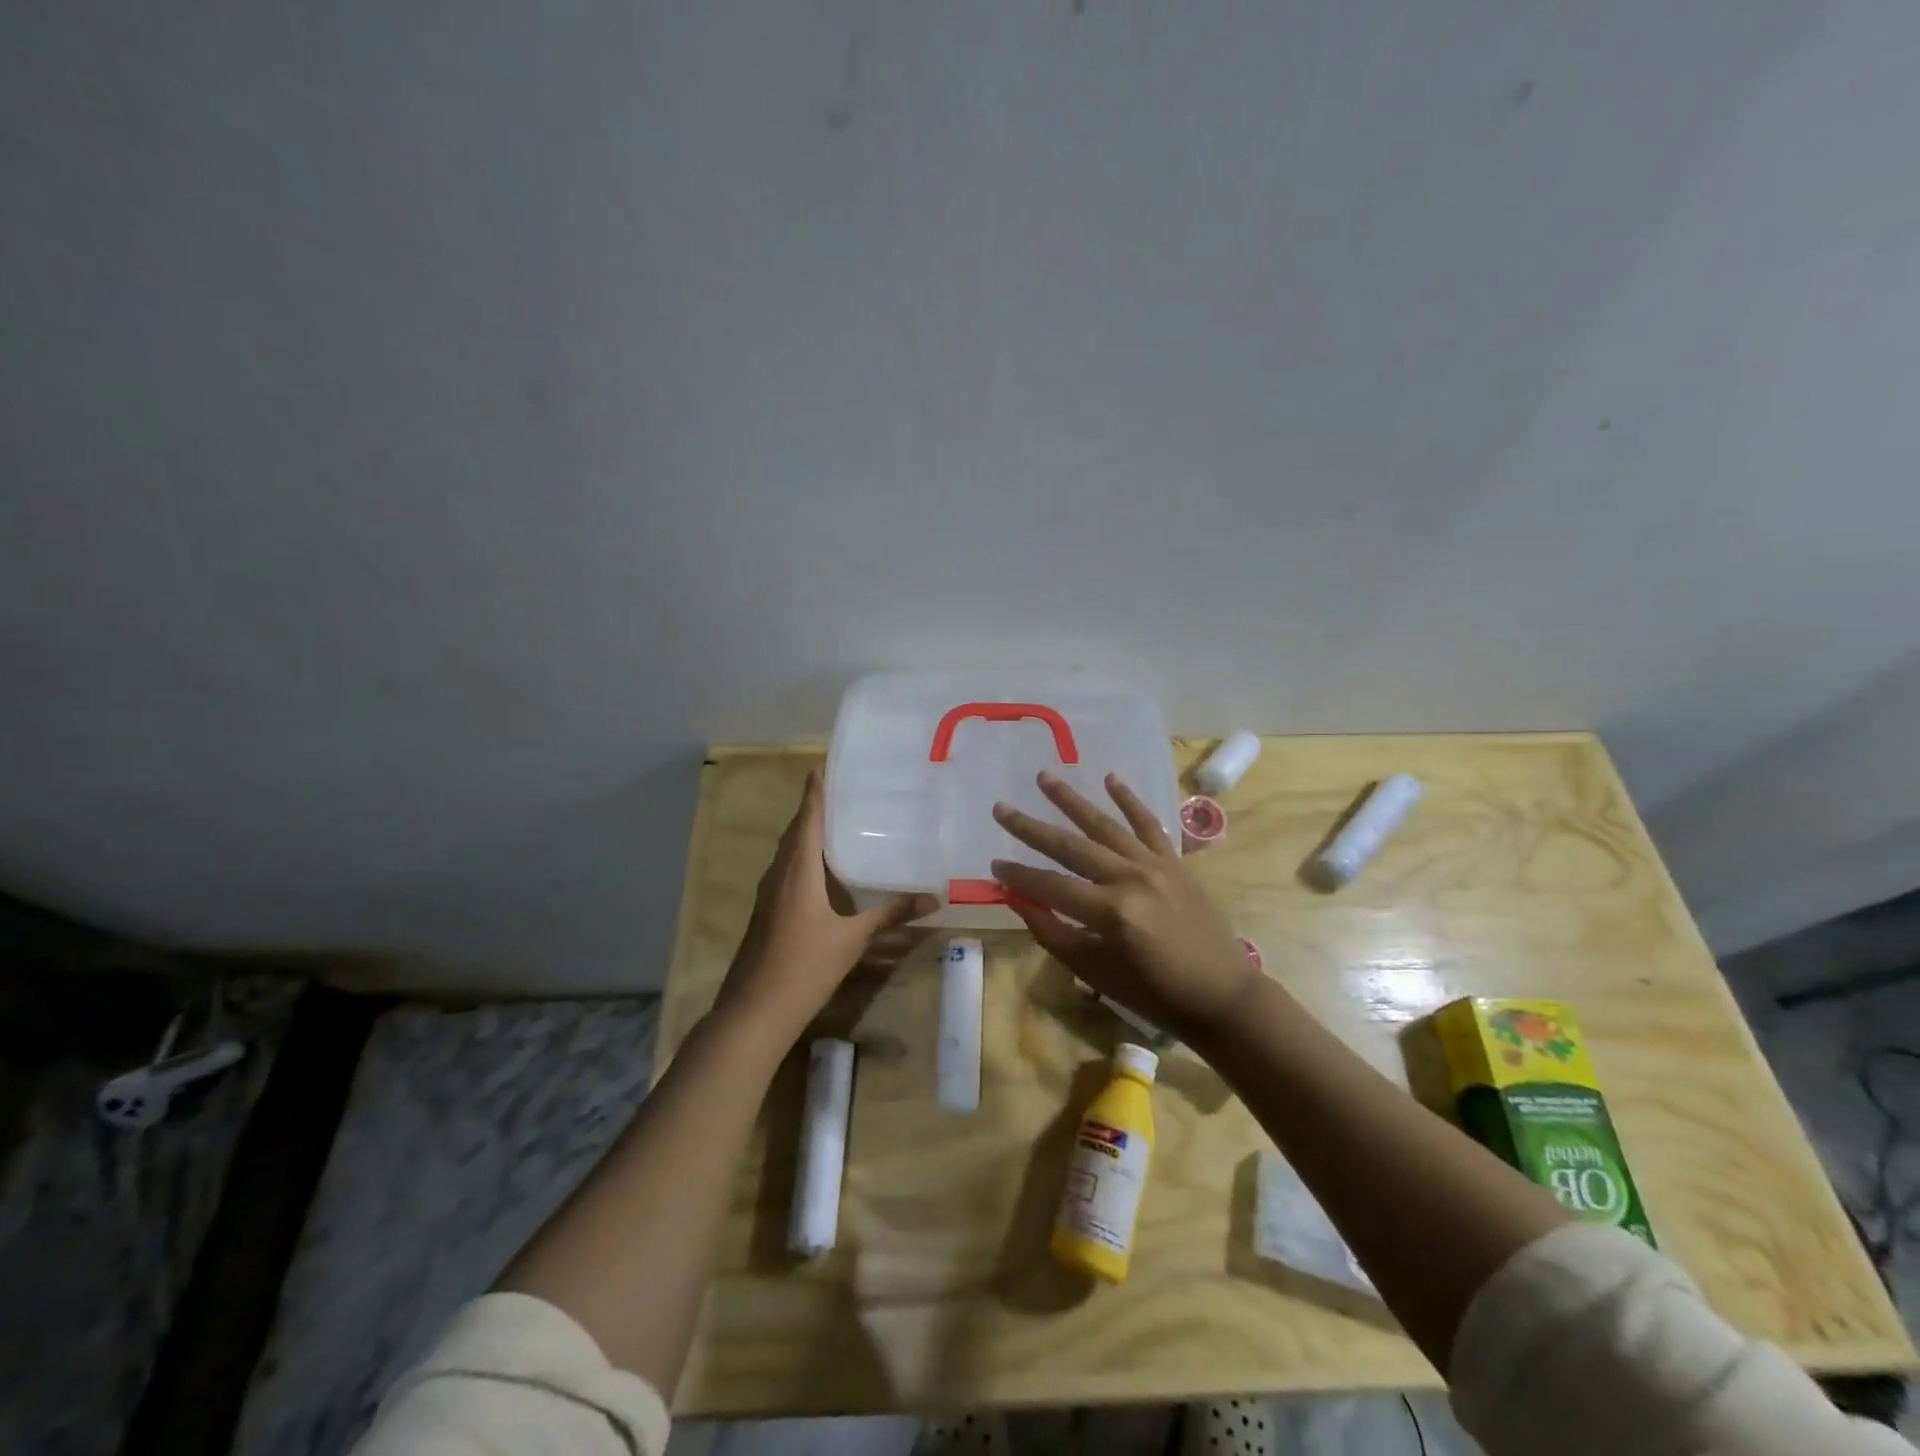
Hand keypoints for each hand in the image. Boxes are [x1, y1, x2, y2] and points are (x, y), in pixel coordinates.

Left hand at [715, 770, 936, 1043]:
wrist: (754, 1011)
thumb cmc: (804, 966)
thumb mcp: (853, 939)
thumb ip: (890, 914)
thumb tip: (933, 899)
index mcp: (798, 870)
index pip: (807, 819)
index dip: (815, 792)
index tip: (822, 765)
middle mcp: (779, 874)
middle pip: (795, 831)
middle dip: (813, 809)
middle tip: (841, 792)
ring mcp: (768, 894)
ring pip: (787, 852)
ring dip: (806, 834)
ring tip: (836, 823)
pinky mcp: (766, 912)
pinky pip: (785, 870)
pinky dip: (802, 858)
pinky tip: (821, 870)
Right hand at [991, 771, 1258, 1039]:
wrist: (1221, 994)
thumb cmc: (1154, 993)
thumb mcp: (1095, 972)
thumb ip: (1052, 932)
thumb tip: (1017, 898)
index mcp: (1110, 912)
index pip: (1050, 886)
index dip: (1019, 875)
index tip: (994, 863)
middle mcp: (1130, 878)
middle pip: (1070, 847)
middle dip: (1031, 828)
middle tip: (1001, 808)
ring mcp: (1155, 864)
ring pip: (1104, 825)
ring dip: (1071, 800)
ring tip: (1044, 777)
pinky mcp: (1174, 861)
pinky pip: (1148, 823)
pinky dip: (1129, 800)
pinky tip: (1110, 778)